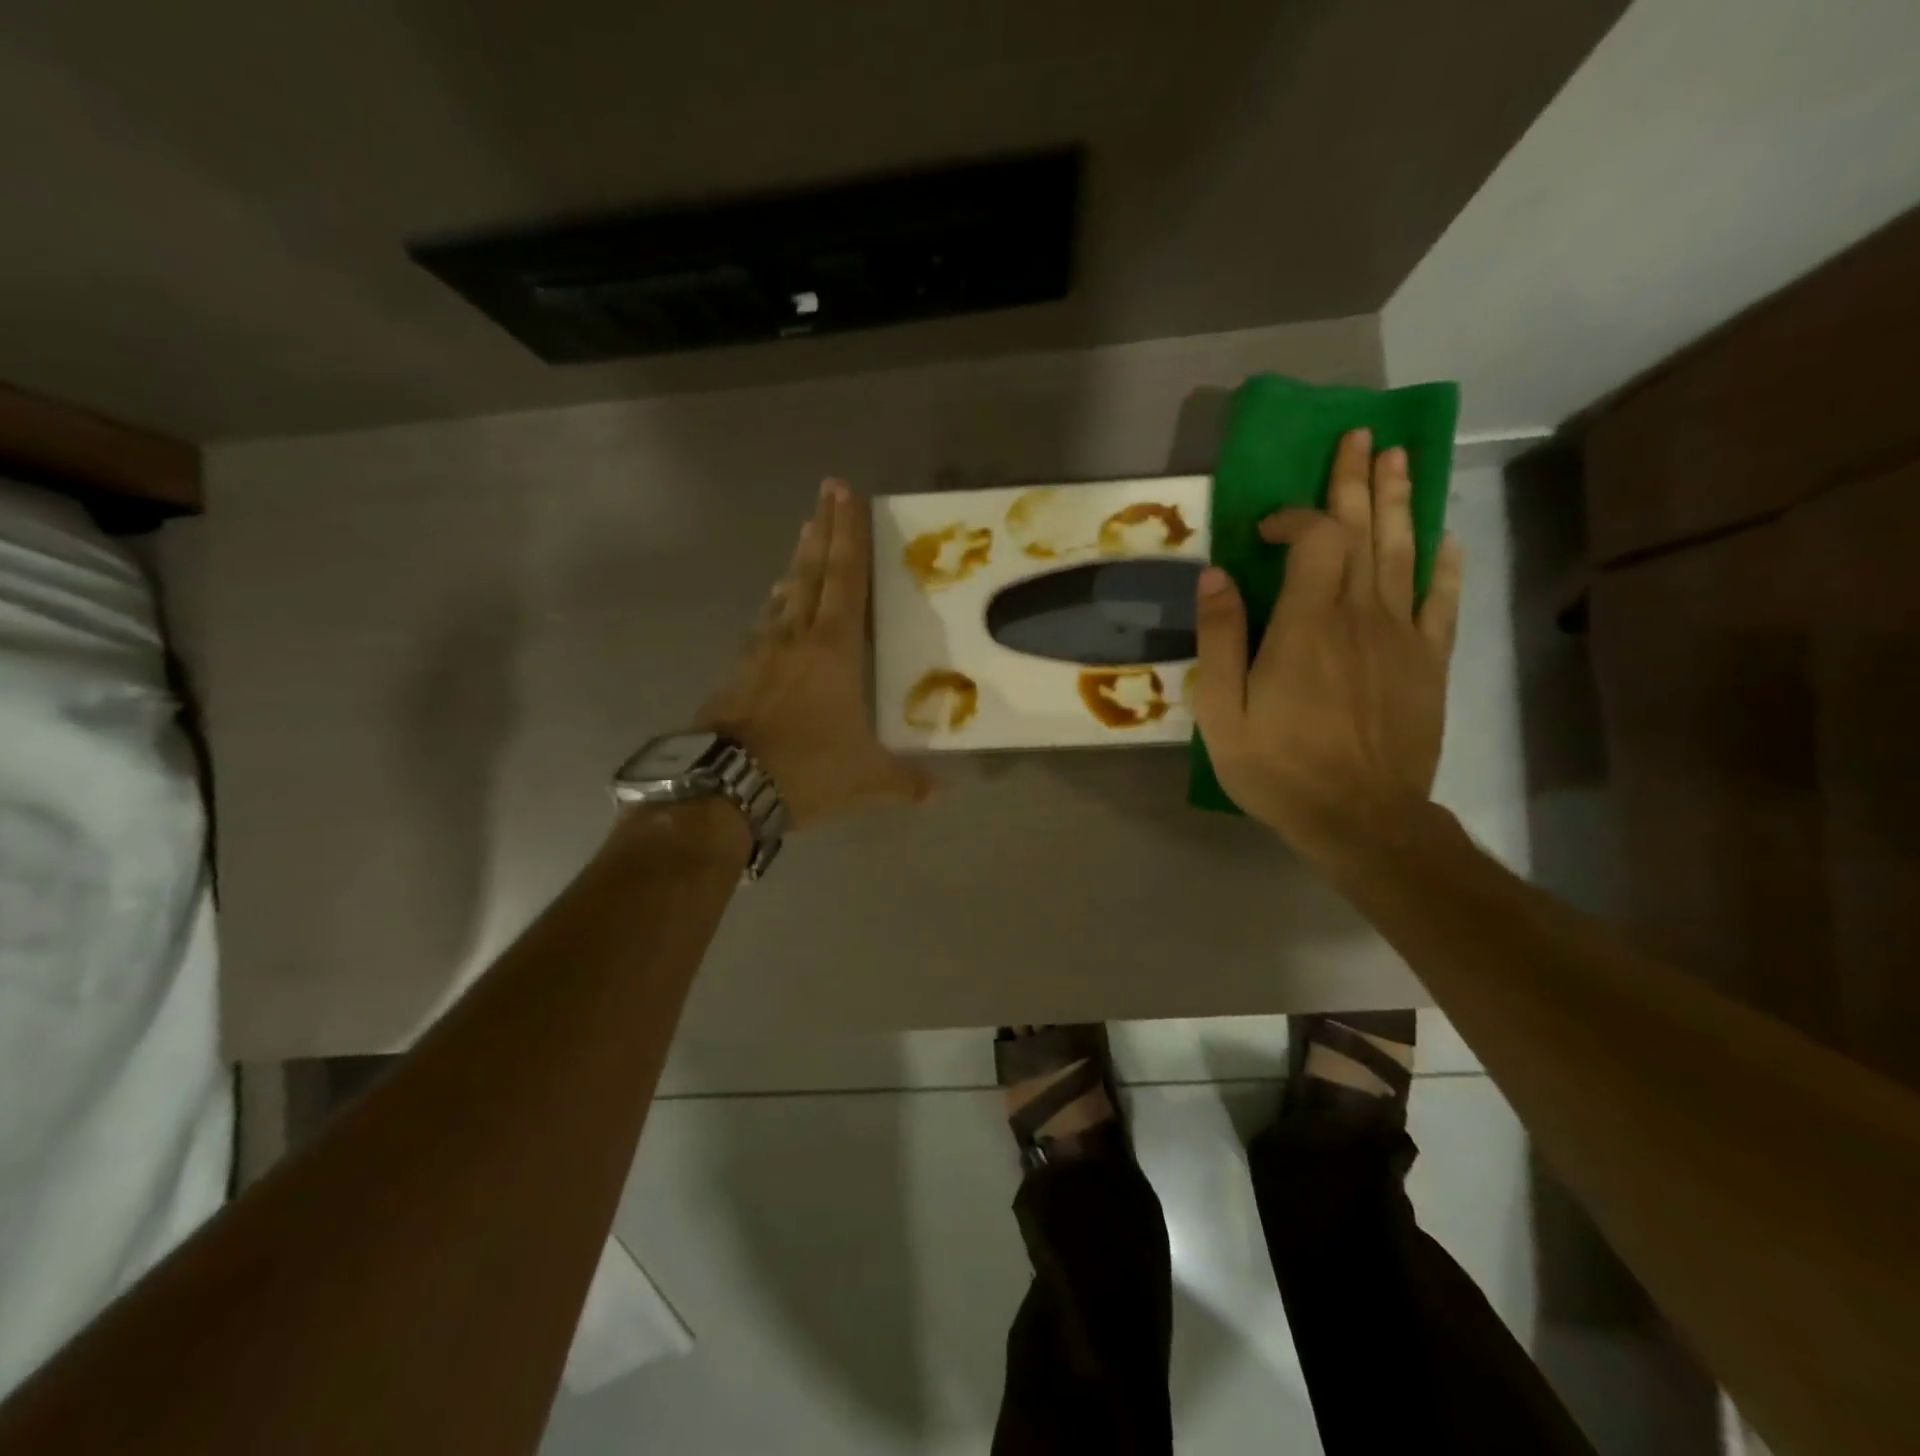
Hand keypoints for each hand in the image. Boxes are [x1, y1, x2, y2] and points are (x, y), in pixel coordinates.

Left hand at [698, 479, 931, 828]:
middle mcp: (794, 638)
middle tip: (824, 494)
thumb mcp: (867, 780)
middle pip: (810, 572)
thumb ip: (905, 782)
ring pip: (781, 598)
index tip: (844, 492)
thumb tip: (938, 794)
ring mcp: (758, 653)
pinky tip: (772, 615)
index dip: (847, 533)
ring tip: (802, 545)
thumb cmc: (807, 769)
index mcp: (833, 649)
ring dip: (795, 567)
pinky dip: (773, 611)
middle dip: (821, 531)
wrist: (724, 787)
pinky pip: (761, 629)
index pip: (845, 578)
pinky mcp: (734, 674)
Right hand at [1192, 429, 1463, 861]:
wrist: (1360, 817)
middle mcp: (1360, 615)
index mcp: (1307, 624)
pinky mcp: (1428, 662)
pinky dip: (1443, 565)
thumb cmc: (1278, 768)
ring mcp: (1402, 636)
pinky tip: (1443, 539)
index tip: (1264, 527)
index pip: (1314, 538)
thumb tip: (1215, 574)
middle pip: (1364, 531)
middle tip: (1360, 438)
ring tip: (1399, 459)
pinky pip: (1442, 601)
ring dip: (1400, 502)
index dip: (1293, 516)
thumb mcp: (1222, 712)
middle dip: (1358, 481)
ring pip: (1404, 552)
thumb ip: (1219, 639)